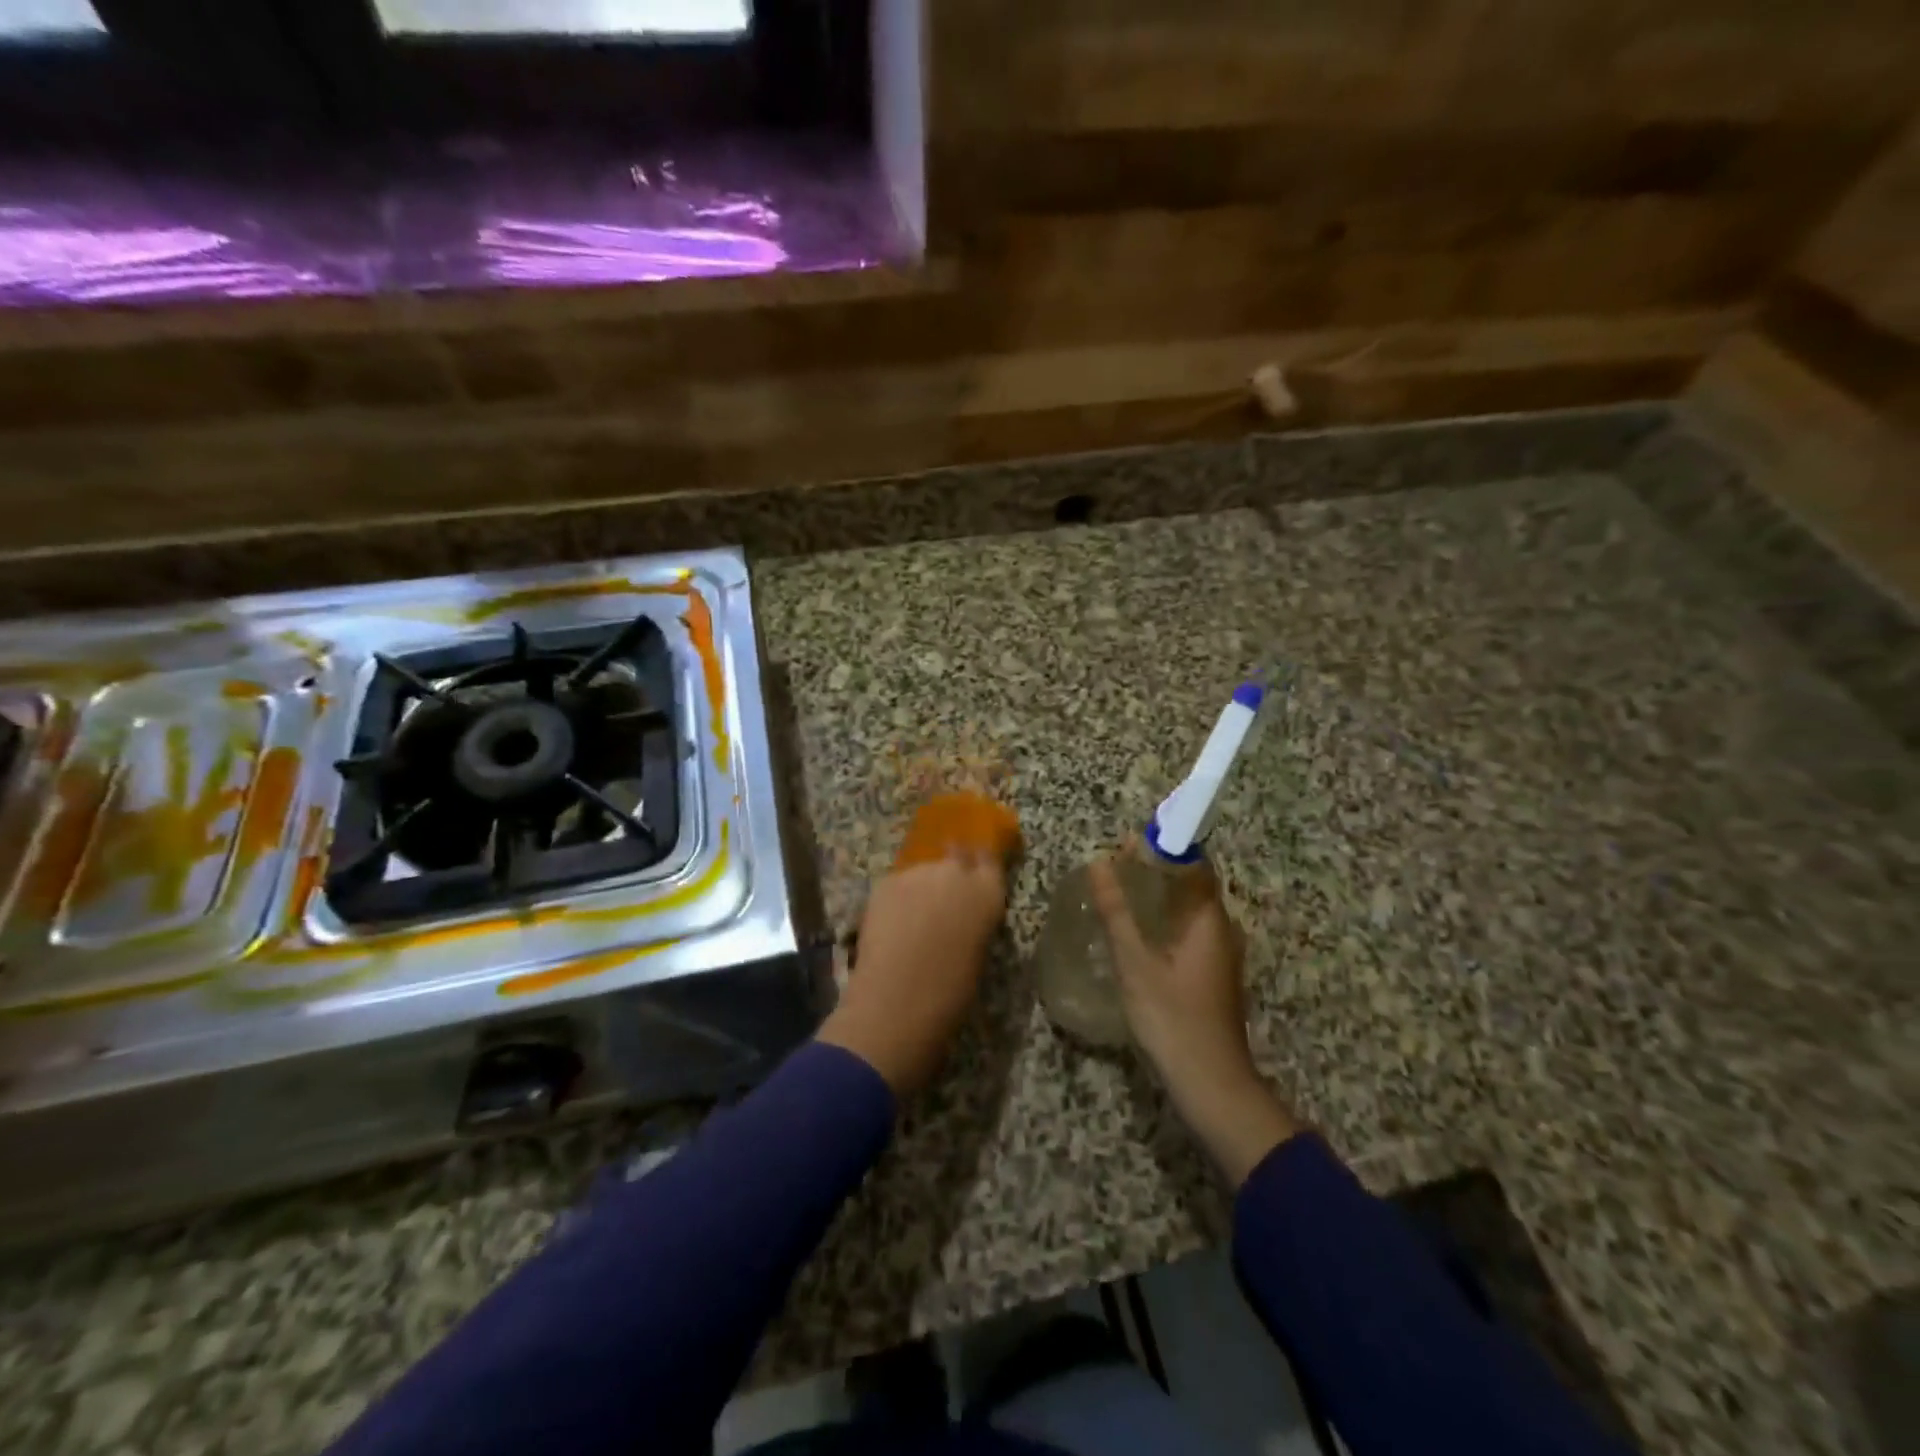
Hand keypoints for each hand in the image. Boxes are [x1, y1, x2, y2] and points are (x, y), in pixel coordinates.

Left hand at [819, 796, 1016, 1094]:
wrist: (897, 1002)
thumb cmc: (950, 993)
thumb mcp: (978, 952)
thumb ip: (974, 921)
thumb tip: (963, 914)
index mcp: (988, 893)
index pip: (990, 859)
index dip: (982, 863)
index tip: (976, 870)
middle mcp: (956, 872)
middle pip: (956, 854)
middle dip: (951, 868)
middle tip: (942, 896)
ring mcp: (918, 873)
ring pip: (923, 871)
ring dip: (922, 886)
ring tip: (913, 917)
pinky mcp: (886, 882)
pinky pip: (897, 884)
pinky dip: (897, 898)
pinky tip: (891, 923)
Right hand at [1088, 855, 1298, 1184]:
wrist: (1211, 1085)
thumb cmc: (1173, 1019)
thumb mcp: (1135, 963)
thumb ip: (1116, 912)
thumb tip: (1100, 864)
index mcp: (1209, 920)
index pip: (1194, 864)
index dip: (1164, 847)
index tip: (1128, 843)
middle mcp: (1221, 931)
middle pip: (1191, 885)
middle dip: (1155, 871)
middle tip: (1114, 867)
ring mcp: (1219, 956)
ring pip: (1188, 912)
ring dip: (1157, 898)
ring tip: (1117, 893)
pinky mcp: (1211, 976)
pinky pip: (1187, 933)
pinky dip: (1162, 923)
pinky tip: (1134, 933)